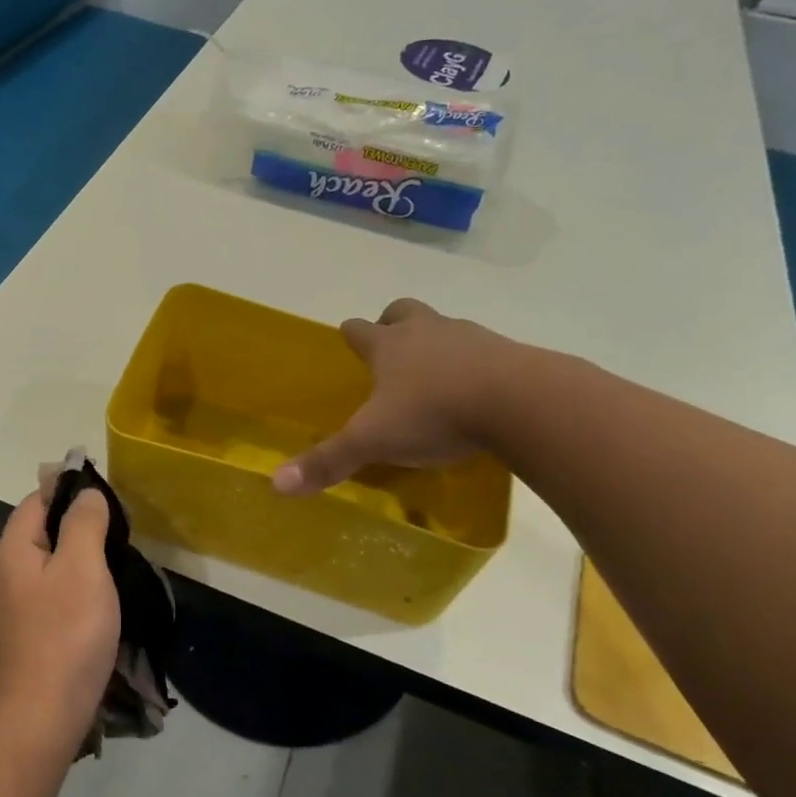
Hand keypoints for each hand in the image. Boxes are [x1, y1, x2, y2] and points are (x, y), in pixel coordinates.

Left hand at [0, 488, 121, 746]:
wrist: (38, 717)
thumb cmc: (66, 634)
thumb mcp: (84, 568)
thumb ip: (84, 523)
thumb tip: (84, 492)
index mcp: (10, 550)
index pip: (36, 500)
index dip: (69, 492)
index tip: (107, 501)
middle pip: (36, 533)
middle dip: (73, 527)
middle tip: (116, 537)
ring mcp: (2, 608)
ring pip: (40, 566)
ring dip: (72, 561)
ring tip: (109, 570)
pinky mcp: (14, 636)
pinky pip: (41, 596)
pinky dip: (65, 590)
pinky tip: (89, 606)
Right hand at [272, 298, 521, 495]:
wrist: (519, 402)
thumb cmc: (434, 413)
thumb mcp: (373, 441)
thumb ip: (328, 461)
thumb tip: (276, 484)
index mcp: (389, 347)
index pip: (360, 330)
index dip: (352, 335)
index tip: (349, 340)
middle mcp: (427, 332)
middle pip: (404, 312)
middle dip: (394, 323)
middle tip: (392, 347)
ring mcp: (471, 337)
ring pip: (445, 328)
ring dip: (436, 343)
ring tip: (436, 376)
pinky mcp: (509, 353)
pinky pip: (484, 351)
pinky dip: (475, 365)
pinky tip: (477, 393)